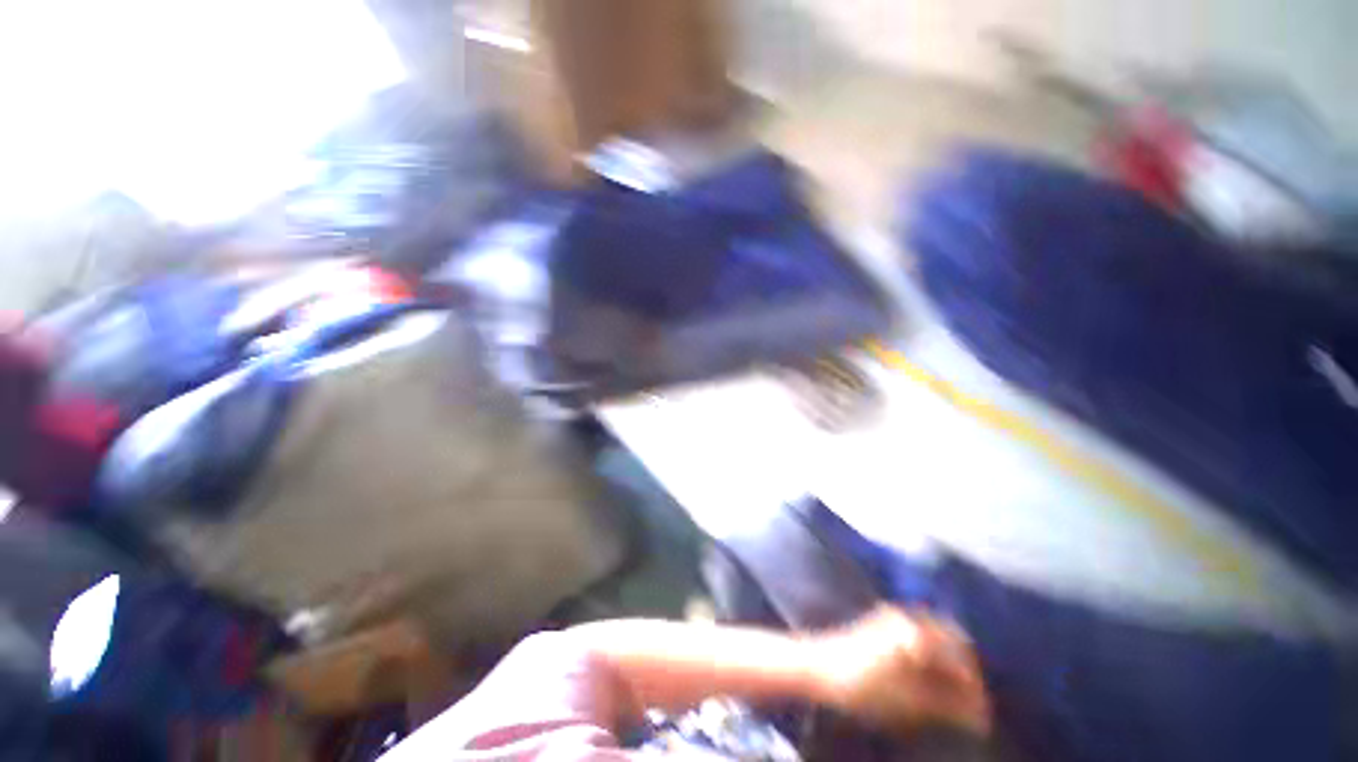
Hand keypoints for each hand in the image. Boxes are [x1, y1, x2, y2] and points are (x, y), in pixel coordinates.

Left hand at [809, 605, 990, 735]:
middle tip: (970, 702)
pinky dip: (931, 655)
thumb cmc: (862, 686)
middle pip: (950, 640)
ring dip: (948, 662)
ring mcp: (893, 616)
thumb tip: (981, 713)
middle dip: (964, 670)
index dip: (975, 686)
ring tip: (953, 694)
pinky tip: (931, 678)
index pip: (960, 656)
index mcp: (915, 632)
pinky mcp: (882, 621)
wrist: (819, 667)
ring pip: (935, 635)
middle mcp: (907, 617)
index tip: (983, 713)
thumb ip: (949, 704)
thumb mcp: (910, 702)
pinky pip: (919, 634)